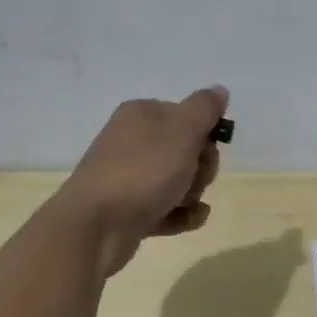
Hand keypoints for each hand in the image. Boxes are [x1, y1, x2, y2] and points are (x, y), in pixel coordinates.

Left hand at [50, 87, 227, 276]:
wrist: (97, 225)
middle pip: (187, 151)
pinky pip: (169, 208)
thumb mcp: (182, 131)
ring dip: (191, 193)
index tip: (204, 149)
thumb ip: (204, 108)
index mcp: (142, 115)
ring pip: (180, 181)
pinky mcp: (131, 209)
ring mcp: (130, 177)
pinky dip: (182, 214)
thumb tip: (218, 90)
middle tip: (191, 178)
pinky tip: (187, 218)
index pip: (188, 116)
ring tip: (180, 202)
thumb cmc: (143, 171)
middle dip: (200, 168)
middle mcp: (133, 141)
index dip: (205, 135)